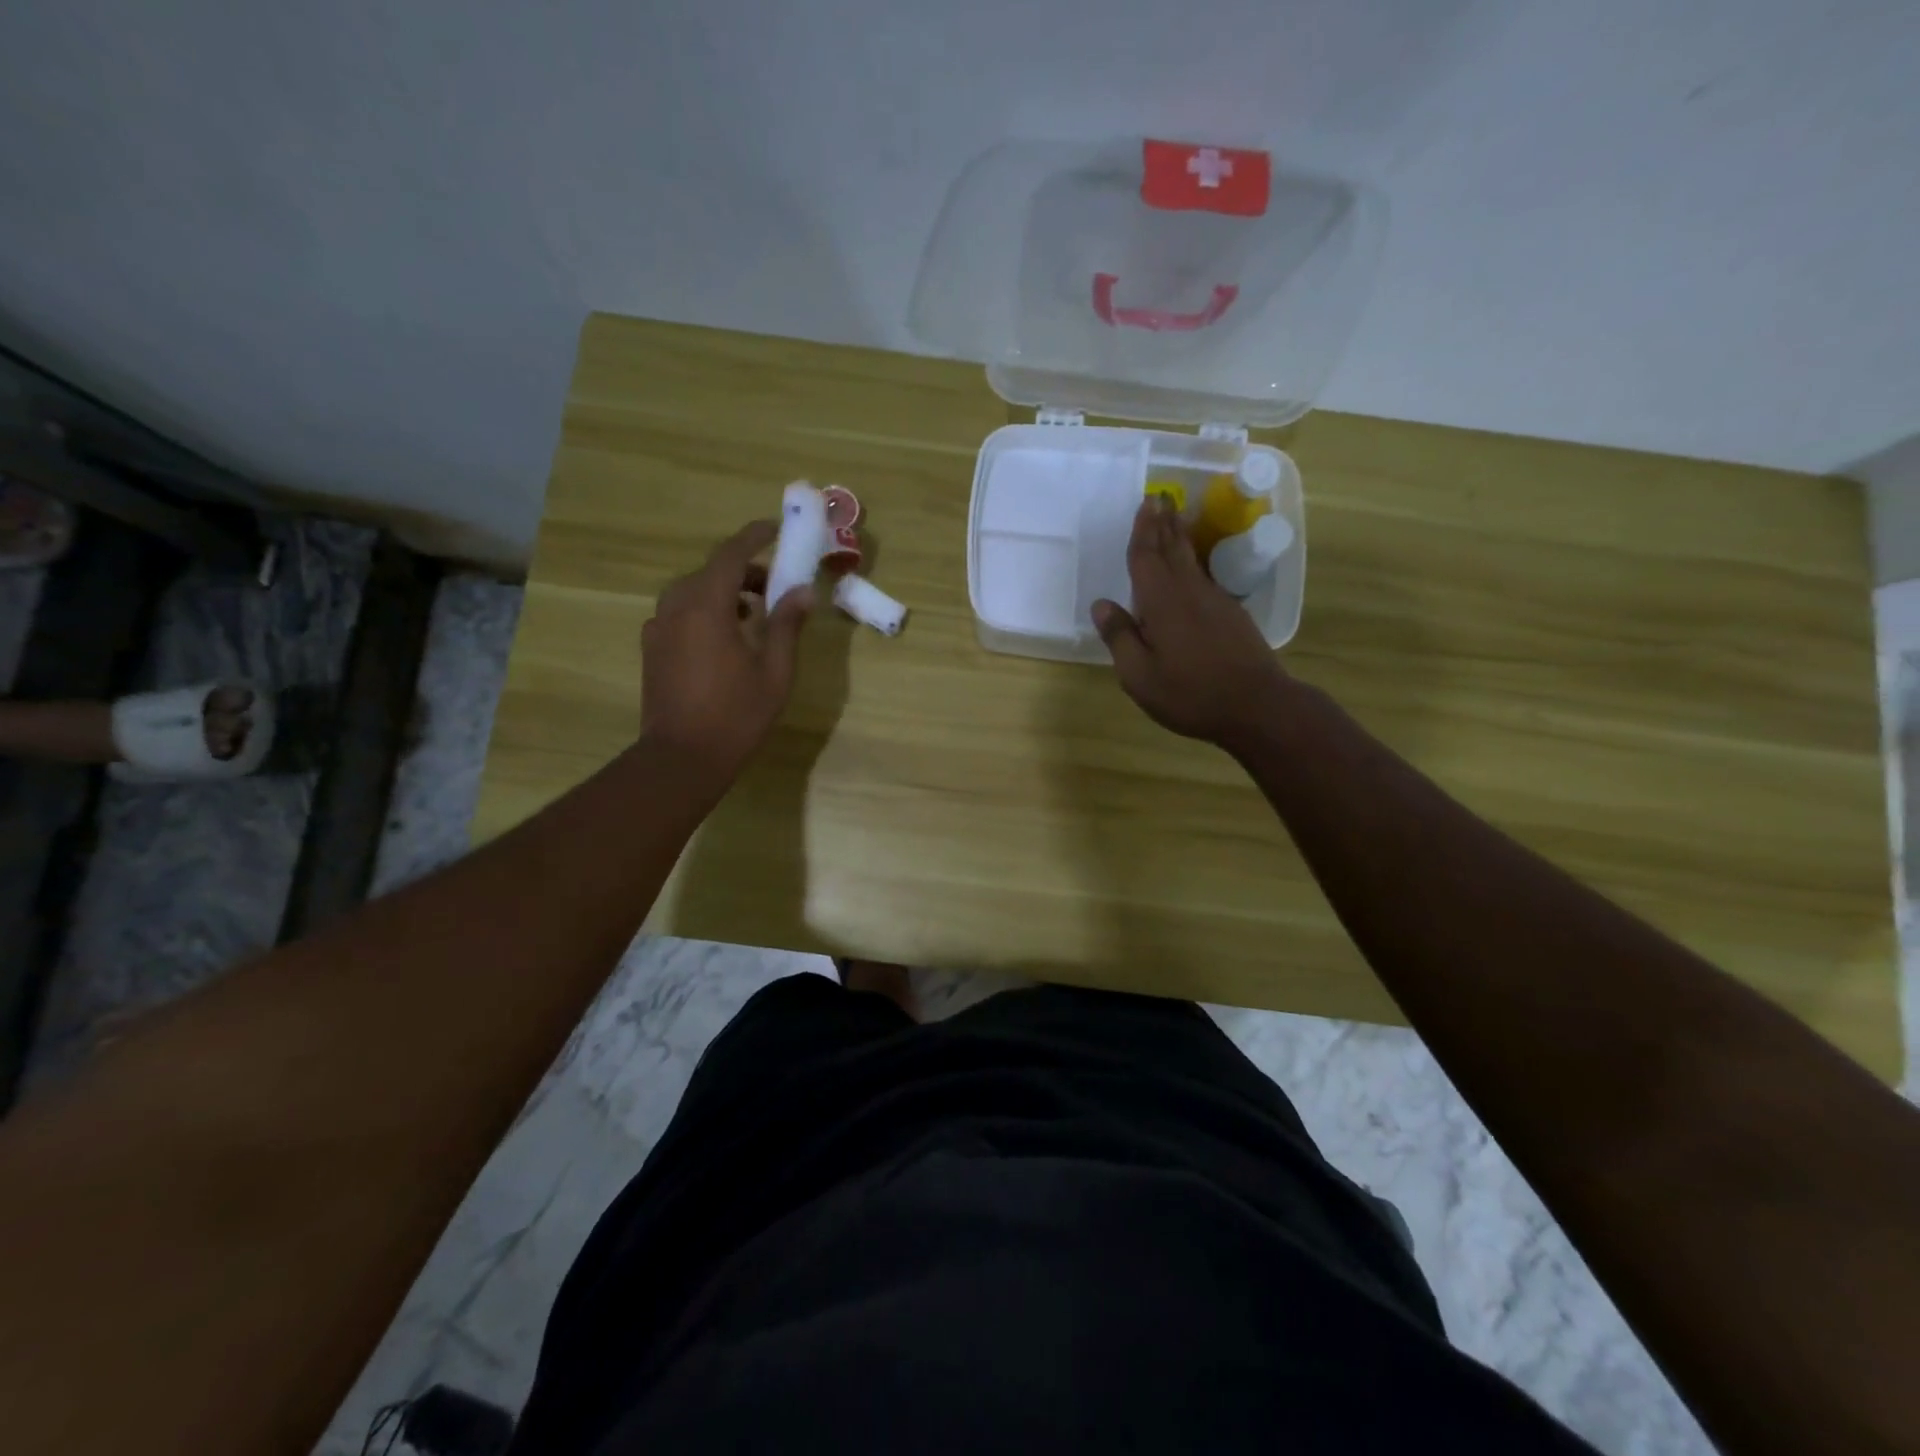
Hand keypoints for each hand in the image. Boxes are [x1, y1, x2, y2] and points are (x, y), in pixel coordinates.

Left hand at [640, 520, 811, 781]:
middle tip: (776, 585)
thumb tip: (802, 590)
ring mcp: (659, 628)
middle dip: (745, 569)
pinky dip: (706, 610)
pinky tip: (726, 638)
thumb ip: (787, 625)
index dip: (755, 536)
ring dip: (725, 591)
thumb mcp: (775, 671)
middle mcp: (676, 608)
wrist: (681, 759)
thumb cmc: (736, 715)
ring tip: (754, 614)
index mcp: (707, 607)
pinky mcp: (653, 649)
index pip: (731, 554)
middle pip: (711, 571)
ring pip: (693, 591)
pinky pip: (680, 613)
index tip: (777, 528)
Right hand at [1092, 496, 1290, 750]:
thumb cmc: (1190, 694)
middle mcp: (1189, 593)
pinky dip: (1195, 564)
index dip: (1143, 531)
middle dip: (1164, 524)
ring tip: (1175, 520)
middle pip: (1173, 550)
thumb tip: (1102, 605)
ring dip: (1181, 538)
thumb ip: (1120, 638)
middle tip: (1159, 499)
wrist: (1256, 706)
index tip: (1145, 503)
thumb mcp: (1140, 675)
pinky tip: (1193, 569)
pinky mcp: (1232, 616)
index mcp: (1162, 603)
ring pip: (1192, 562)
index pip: (1147, 558)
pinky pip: (1206, 579)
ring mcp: (1216, 602)